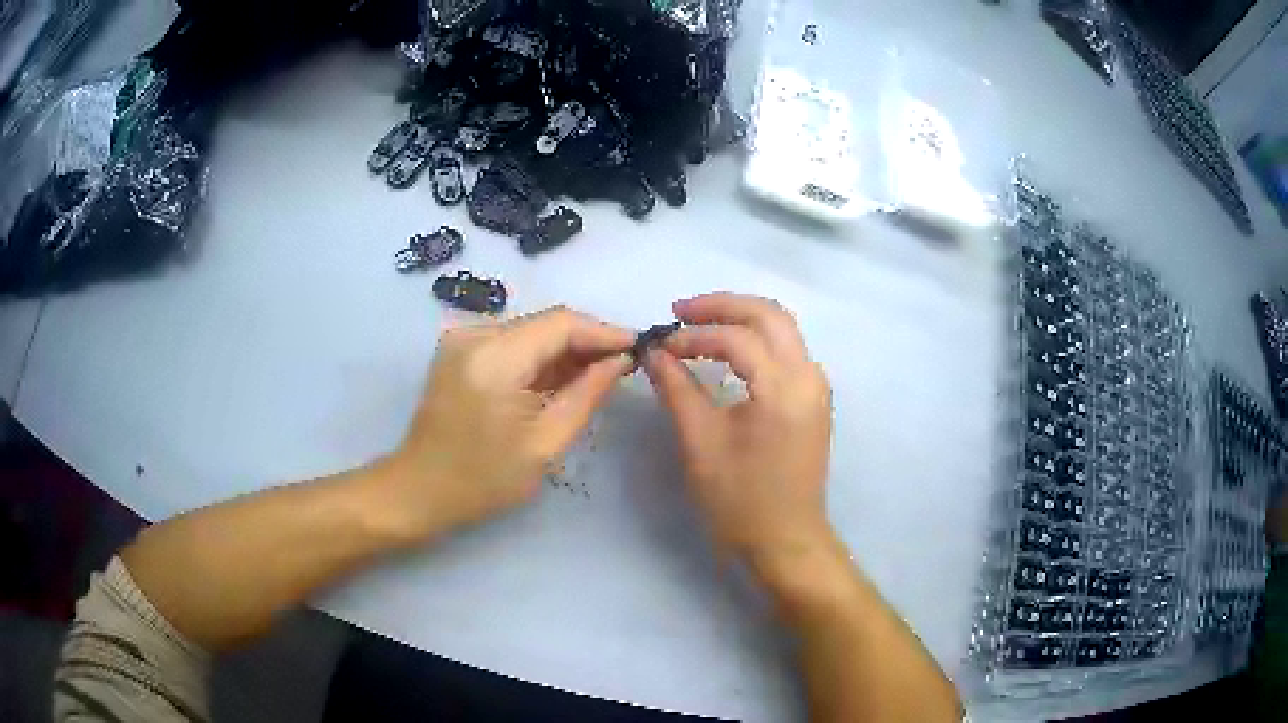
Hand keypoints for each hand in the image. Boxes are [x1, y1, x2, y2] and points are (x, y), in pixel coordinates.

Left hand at [382, 307, 633, 537]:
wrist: (421, 489)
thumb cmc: (484, 479)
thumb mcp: (546, 443)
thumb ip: (587, 393)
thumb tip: (621, 360)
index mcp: (494, 358)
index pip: (561, 323)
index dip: (604, 331)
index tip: (639, 347)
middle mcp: (474, 334)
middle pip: (546, 323)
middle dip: (587, 342)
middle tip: (624, 365)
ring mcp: (463, 339)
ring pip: (531, 331)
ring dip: (564, 350)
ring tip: (599, 375)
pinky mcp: (460, 350)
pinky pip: (512, 343)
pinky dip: (540, 358)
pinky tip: (561, 379)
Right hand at [644, 293, 834, 577]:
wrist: (786, 540)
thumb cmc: (740, 500)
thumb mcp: (700, 443)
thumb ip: (677, 389)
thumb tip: (654, 352)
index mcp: (783, 390)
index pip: (737, 338)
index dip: (694, 335)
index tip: (661, 346)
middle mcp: (808, 377)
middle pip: (770, 315)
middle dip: (723, 306)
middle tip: (681, 311)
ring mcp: (817, 387)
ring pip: (782, 328)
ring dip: (741, 318)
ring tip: (699, 325)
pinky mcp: (814, 399)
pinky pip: (787, 350)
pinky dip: (756, 338)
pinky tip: (728, 349)